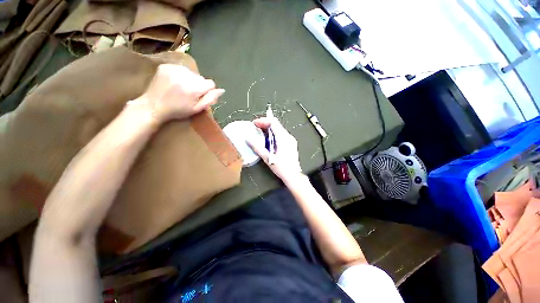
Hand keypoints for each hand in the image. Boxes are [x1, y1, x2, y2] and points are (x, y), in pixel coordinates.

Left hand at [135, 64, 224, 122]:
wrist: (153, 106)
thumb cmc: (178, 110)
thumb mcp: (197, 109)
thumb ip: (210, 99)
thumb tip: (222, 90)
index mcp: (194, 88)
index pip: (211, 83)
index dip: (207, 91)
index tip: (199, 97)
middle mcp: (185, 76)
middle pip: (201, 78)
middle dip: (198, 85)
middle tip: (189, 94)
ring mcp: (174, 69)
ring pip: (191, 73)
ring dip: (189, 80)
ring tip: (181, 88)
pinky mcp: (166, 66)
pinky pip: (181, 69)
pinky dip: (180, 75)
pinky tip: (174, 83)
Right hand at [247, 117, 303, 183]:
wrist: (294, 176)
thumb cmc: (281, 168)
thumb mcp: (267, 158)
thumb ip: (257, 148)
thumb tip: (248, 140)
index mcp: (283, 138)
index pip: (273, 122)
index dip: (263, 120)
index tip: (254, 123)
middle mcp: (288, 136)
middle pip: (276, 124)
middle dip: (265, 124)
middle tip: (255, 127)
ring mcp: (291, 139)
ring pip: (279, 128)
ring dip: (269, 128)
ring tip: (260, 132)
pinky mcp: (291, 143)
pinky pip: (281, 134)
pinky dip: (273, 133)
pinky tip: (268, 139)